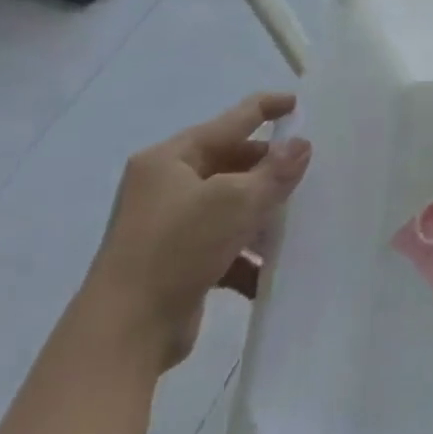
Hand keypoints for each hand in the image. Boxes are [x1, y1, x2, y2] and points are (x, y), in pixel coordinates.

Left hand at [80, 92, 310, 368]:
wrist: (126, 330)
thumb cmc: (178, 248)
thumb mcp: (237, 201)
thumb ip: (275, 170)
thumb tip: (301, 144)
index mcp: (170, 159)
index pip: (229, 121)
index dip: (265, 109)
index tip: (298, 103)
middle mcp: (165, 185)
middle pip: (231, 163)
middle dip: (268, 169)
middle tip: (307, 174)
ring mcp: (169, 224)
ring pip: (231, 204)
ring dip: (263, 213)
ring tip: (296, 222)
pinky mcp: (177, 259)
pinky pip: (224, 242)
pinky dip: (247, 252)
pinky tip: (270, 268)